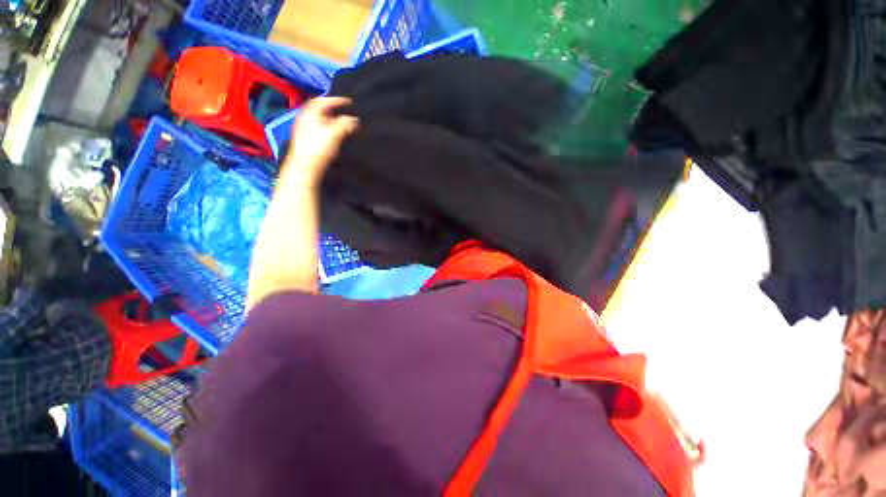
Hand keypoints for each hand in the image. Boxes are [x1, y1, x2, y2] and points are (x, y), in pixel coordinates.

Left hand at [281, 97, 358, 189]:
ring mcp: (304, 130)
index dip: (337, 100)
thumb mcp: (335, 133)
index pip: (323, 101)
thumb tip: (354, 120)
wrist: (306, 166)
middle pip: (320, 110)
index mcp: (310, 113)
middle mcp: (305, 119)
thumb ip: (346, 124)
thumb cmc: (319, 148)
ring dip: (331, 120)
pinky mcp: (306, 141)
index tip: (349, 103)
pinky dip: (328, 129)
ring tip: (342, 124)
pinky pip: (319, 129)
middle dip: (334, 110)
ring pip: (319, 120)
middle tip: (346, 112)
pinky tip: (334, 136)